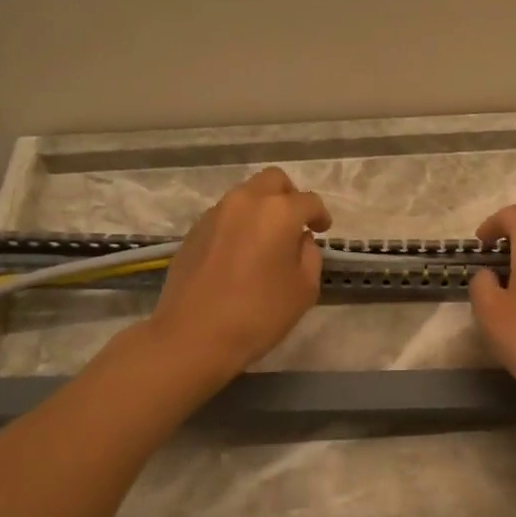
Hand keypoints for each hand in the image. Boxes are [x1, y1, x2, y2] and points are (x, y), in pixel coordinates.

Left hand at [147, 167, 331, 381]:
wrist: (193, 335)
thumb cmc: (258, 313)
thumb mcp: (304, 289)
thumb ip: (309, 256)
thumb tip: (300, 240)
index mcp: (278, 212)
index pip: (308, 201)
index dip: (320, 215)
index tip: (322, 230)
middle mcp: (245, 201)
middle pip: (273, 181)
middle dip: (289, 197)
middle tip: (296, 224)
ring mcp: (215, 214)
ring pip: (246, 195)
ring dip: (262, 209)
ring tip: (267, 241)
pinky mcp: (193, 231)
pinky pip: (225, 216)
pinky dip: (239, 225)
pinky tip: (240, 255)